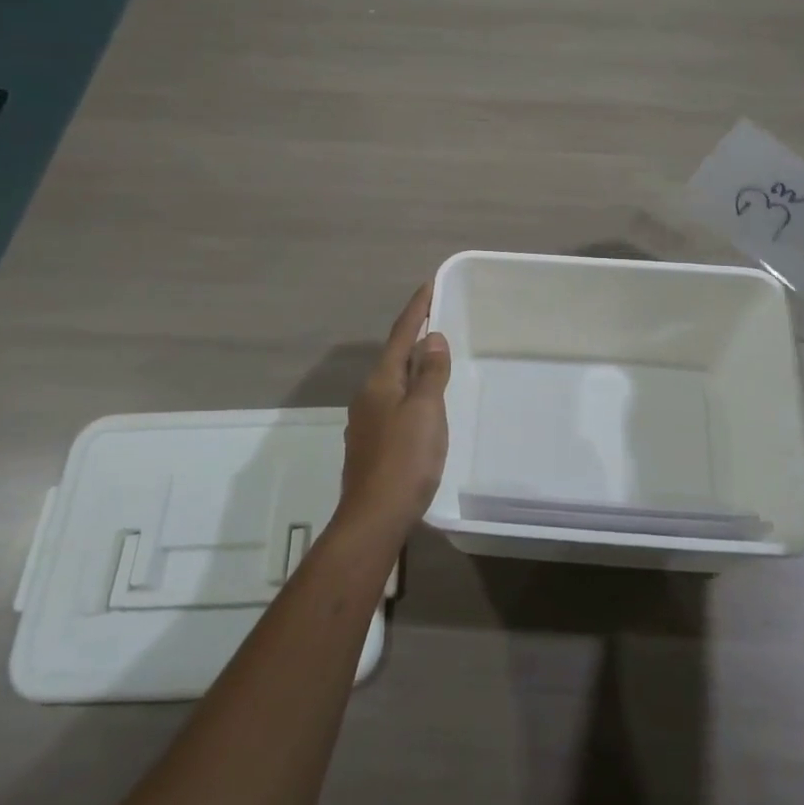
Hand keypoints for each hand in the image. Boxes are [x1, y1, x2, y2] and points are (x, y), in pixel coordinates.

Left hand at [338, 284, 450, 545]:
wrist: (373, 519)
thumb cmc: (404, 460)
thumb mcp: (426, 411)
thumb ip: (430, 374)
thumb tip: (431, 338)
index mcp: (381, 382)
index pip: (400, 335)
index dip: (416, 310)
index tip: (428, 285)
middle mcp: (368, 396)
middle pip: (394, 357)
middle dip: (413, 337)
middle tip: (437, 320)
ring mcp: (366, 423)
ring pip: (393, 383)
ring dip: (412, 367)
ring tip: (433, 360)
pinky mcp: (371, 447)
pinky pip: (393, 405)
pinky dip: (410, 393)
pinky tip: (422, 407)